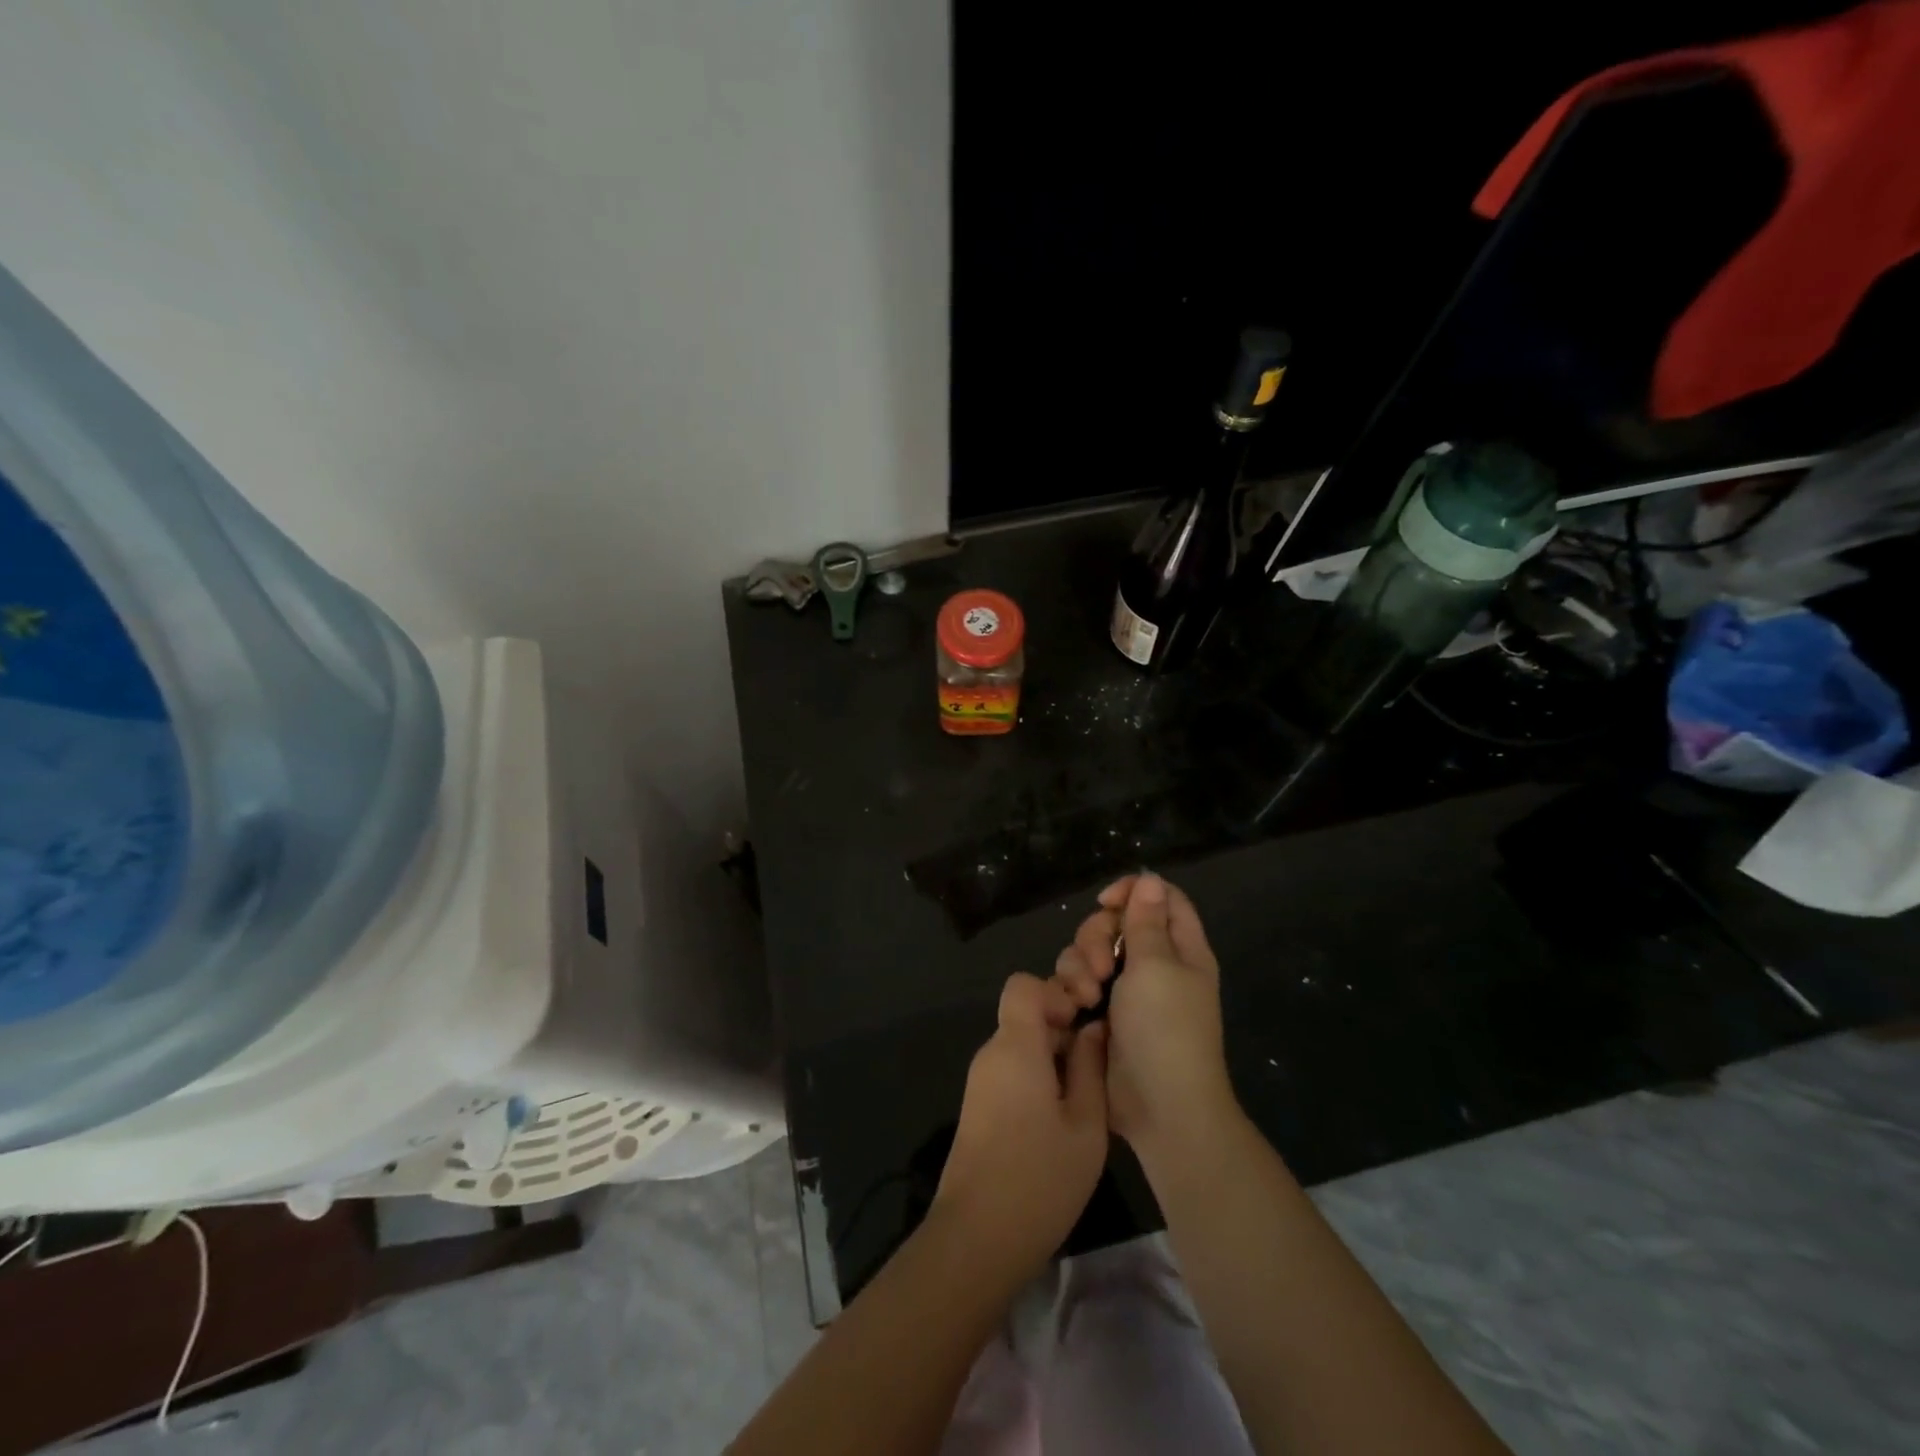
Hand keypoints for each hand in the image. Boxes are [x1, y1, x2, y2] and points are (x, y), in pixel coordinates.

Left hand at [933, 972, 1109, 1281]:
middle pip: (1024, 1014)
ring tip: (1085, 1096)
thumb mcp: (1086, 1125)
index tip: (1083, 1021)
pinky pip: (1011, 1070)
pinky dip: (1037, 1076)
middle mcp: (992, 1053)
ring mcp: (981, 1081)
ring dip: (1053, 1055)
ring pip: (1020, 1044)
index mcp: (1015, 1046)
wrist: (976, 1238)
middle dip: (1061, 1026)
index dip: (1055, 992)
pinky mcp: (979, 1106)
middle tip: (1095, 1065)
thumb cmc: (1040, 1178)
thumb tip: (1094, 1028)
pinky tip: (1061, 1117)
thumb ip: (1092, 1068)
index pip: (1023, 985)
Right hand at [1055, 872, 1237, 1167]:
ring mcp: (1126, 990)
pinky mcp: (1101, 1013)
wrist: (1160, 1107)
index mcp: (1180, 949)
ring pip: (1089, 951)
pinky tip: (1073, 1008)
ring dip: (1080, 964)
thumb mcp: (1157, 966)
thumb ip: (1147, 921)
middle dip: (1097, 935)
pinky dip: (1071, 987)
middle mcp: (1153, 964)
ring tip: (1086, 995)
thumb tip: (1151, 879)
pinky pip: (1077, 981)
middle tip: (1101, 965)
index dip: (1132, 891)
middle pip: (1115, 922)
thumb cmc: (1166, 1029)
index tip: (1106, 902)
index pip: (1160, 898)